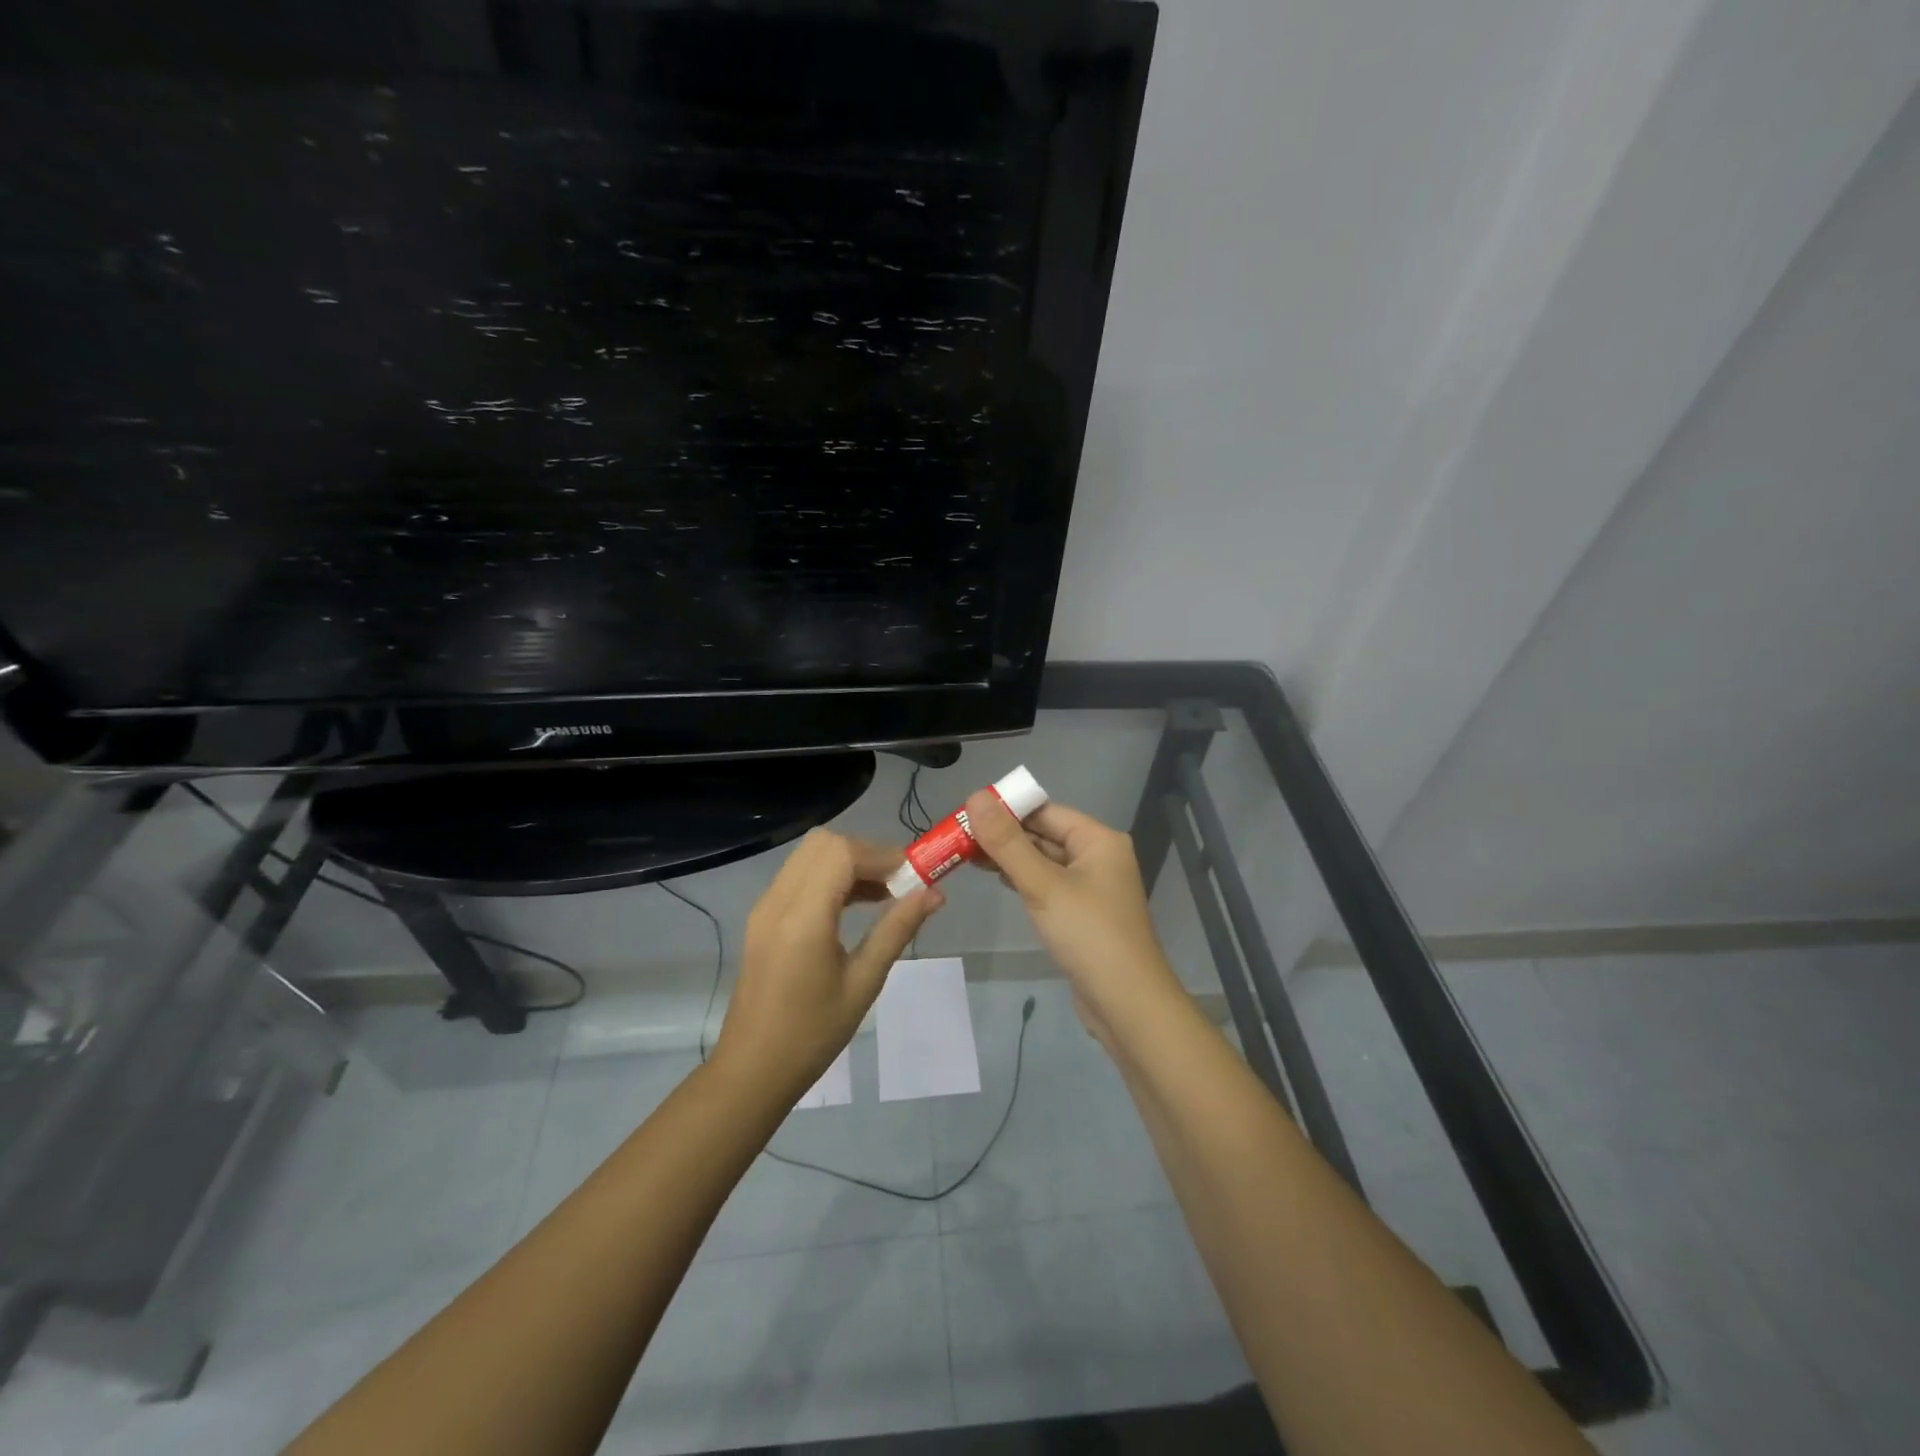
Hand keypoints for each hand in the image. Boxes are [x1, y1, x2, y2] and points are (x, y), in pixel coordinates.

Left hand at [712, 829, 942, 1095]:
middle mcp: (778, 900)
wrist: (753, 1069)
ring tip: (882, 895)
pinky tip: (853, 906)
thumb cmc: (813, 1033)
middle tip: (897, 884)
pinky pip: (798, 875)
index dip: (881, 856)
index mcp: (803, 918)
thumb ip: (897, 930)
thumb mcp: (864, 982)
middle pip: (824, 844)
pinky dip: (828, 876)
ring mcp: (765, 906)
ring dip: (847, 863)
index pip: (842, 853)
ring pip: (809, 855)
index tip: (913, 876)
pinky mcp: (762, 917)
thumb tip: (935, 894)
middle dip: (865, 854)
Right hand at [963, 791, 1186, 1041]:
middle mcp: (1099, 857)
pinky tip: (998, 880)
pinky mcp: (1083, 913)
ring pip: (1045, 861)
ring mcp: (1092, 887)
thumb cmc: (1088, 935)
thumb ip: (1007, 842)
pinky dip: (1024, 880)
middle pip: (1045, 834)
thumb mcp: (1042, 885)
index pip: (1045, 811)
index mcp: (1098, 840)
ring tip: (967, 856)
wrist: (1127, 1005)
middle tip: (958, 837)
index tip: (966, 813)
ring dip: (1011, 858)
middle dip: (1004, 835)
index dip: (1007, 809)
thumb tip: (976, 797)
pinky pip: (1049, 885)